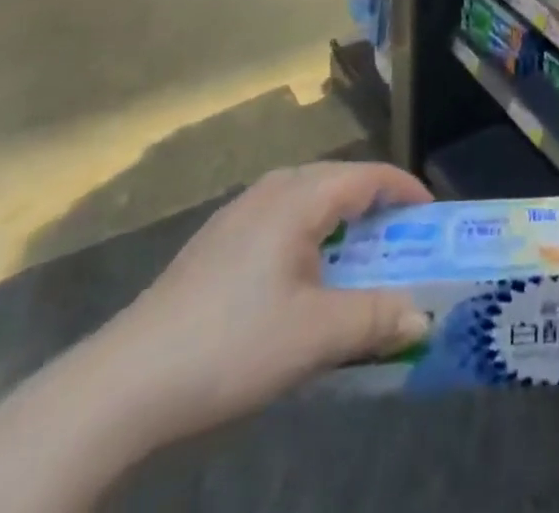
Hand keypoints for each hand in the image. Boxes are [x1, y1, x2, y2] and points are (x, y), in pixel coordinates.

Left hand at [90, 161, 434, 446]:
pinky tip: (303, 281)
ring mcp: (239, 214)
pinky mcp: (217, 242)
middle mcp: (271, 190)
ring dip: (341, 224)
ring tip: (359, 263)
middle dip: (376, 208)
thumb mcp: (315, 337)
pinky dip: (310, 237)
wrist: (124, 383)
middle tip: (403, 245)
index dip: (406, 191)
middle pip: (339, 181)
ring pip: (308, 201)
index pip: (368, 176)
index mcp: (299, 197)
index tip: (433, 218)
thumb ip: (375, 319)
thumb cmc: (231, 345)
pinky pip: (281, 220)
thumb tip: (422, 315)